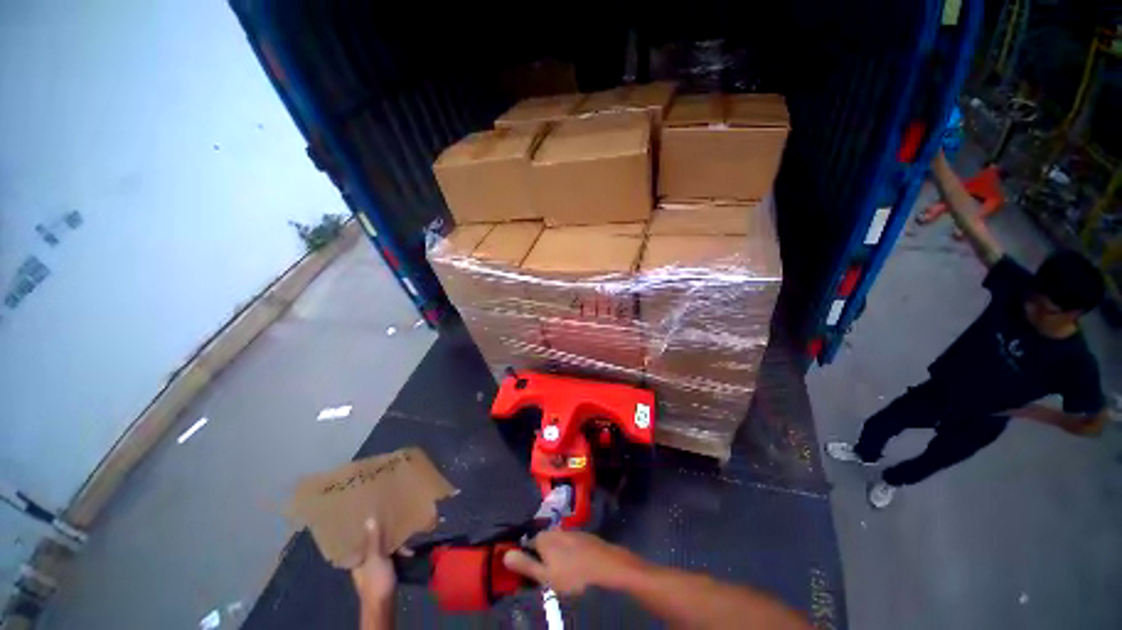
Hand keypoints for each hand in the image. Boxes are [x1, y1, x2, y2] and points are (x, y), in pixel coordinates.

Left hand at [346, 518, 404, 607]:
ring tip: (406, 536)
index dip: (365, 528)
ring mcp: (374, 566)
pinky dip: (399, 552)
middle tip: (394, 521)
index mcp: (356, 558)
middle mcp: (363, 561)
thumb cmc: (376, 581)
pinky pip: (391, 555)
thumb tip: (369, 519)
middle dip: (384, 534)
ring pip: (384, 548)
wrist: (383, 605)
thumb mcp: (376, 559)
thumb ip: (374, 541)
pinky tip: (409, 551)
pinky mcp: (385, 570)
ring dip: (394, 543)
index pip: (359, 540)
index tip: (373, 515)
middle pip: (373, 543)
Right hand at [502, 531, 645, 594]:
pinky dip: (568, 553)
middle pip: (543, 542)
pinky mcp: (583, 536)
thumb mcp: (546, 576)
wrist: (605, 565)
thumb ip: (525, 565)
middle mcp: (556, 530)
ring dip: (556, 555)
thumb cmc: (573, 574)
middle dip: (542, 556)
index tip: (530, 572)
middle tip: (546, 575)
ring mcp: (571, 531)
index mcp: (544, 538)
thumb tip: (505, 554)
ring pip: (557, 543)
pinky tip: (574, 565)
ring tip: (560, 572)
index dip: (526, 557)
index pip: (528, 544)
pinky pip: (569, 544)